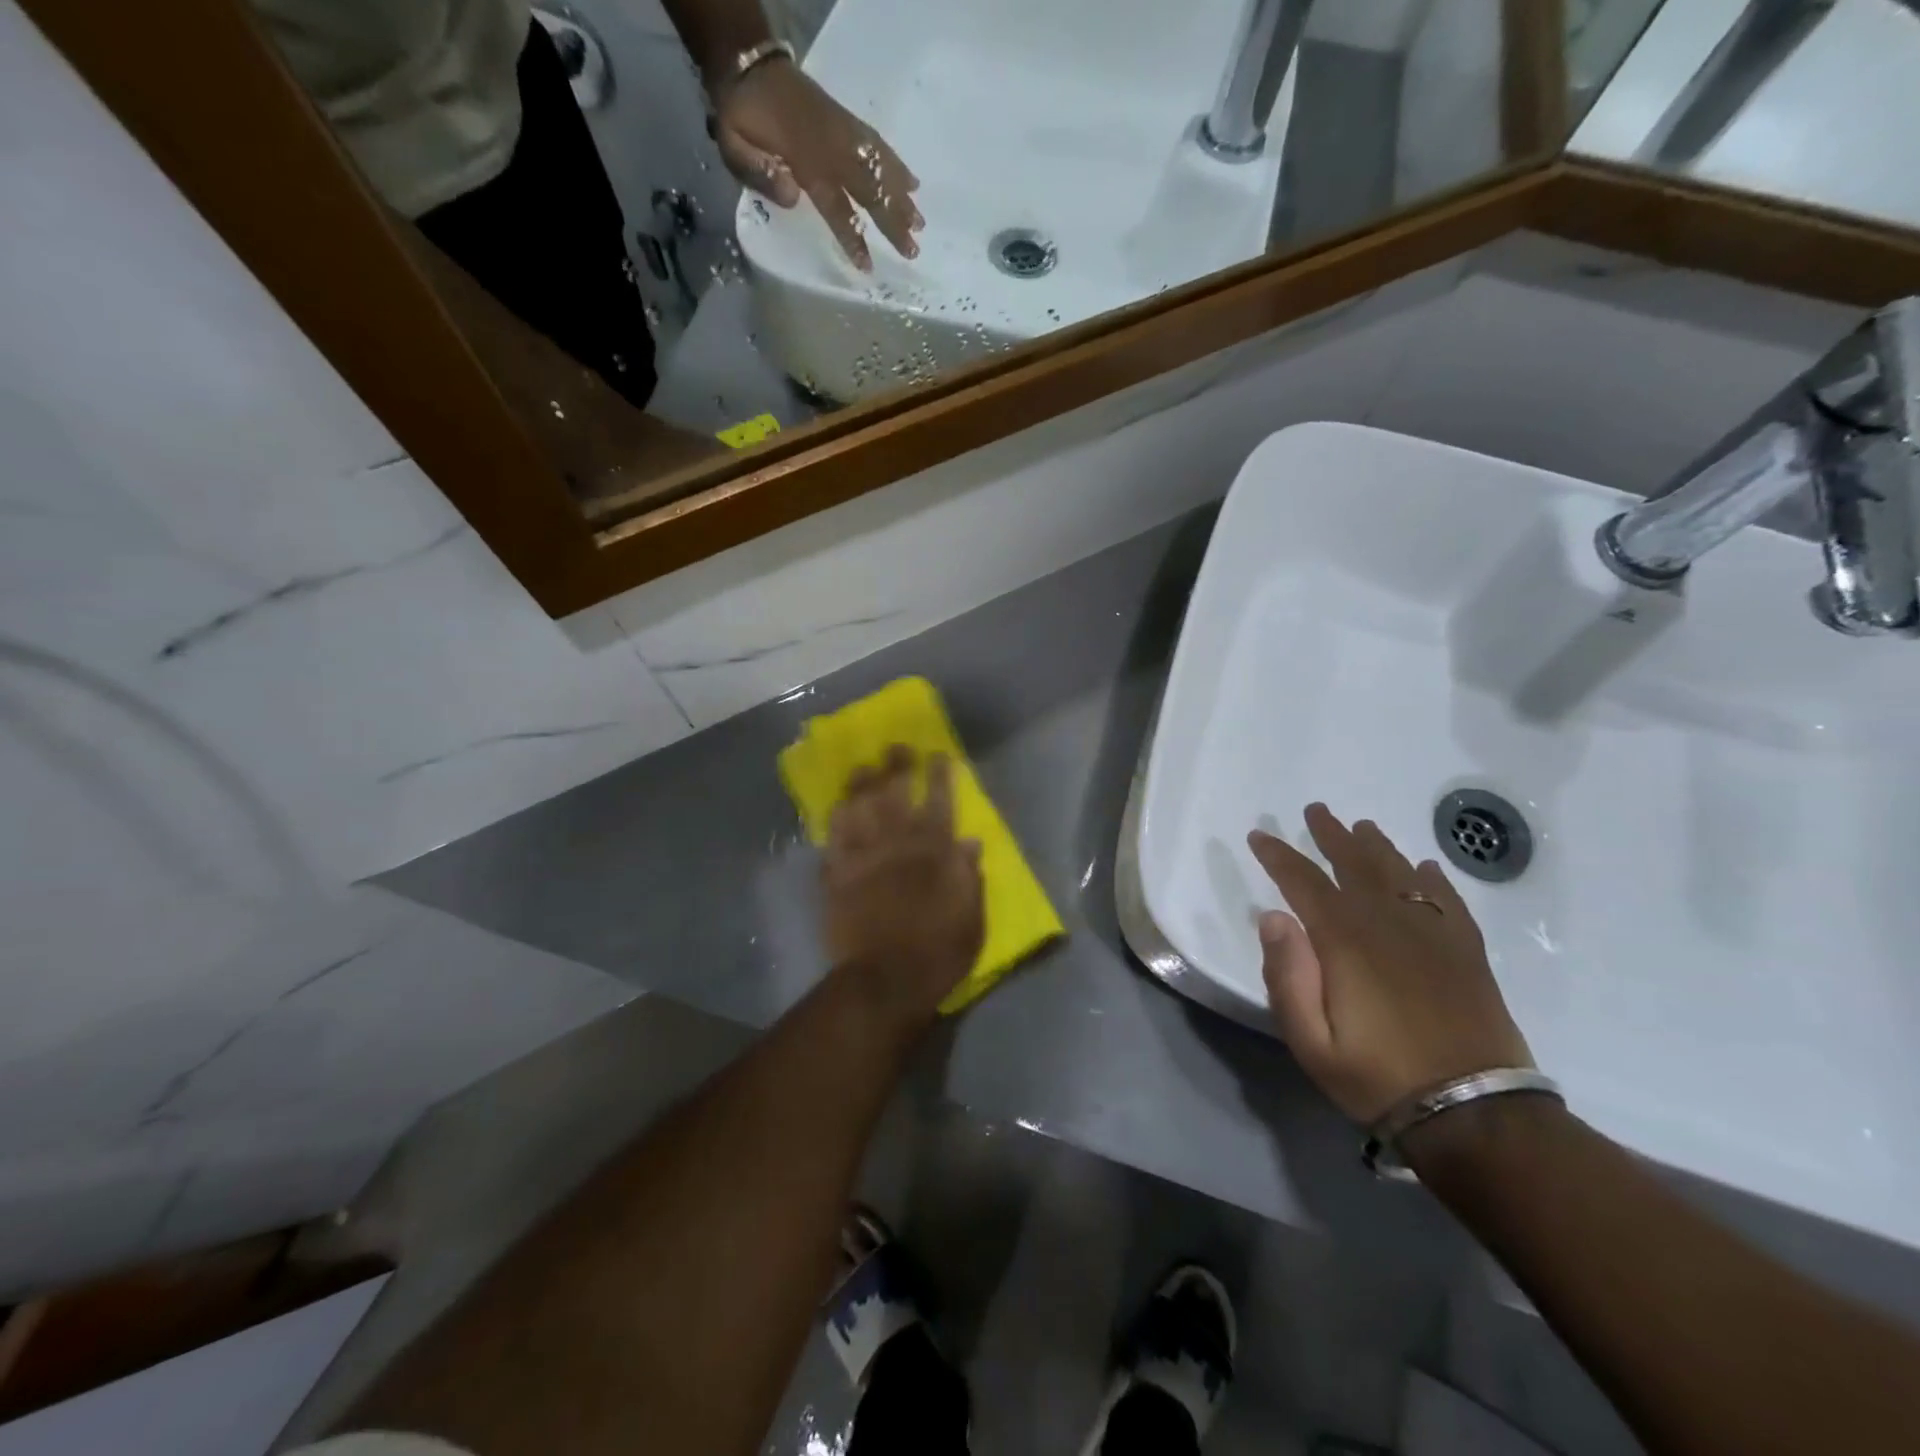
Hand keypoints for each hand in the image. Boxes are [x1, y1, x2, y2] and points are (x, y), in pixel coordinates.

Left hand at [714, 59, 921, 269]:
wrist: (747, 64)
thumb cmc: (740, 115)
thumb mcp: (733, 145)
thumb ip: (759, 173)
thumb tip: (793, 197)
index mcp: (805, 160)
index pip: (836, 206)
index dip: (852, 236)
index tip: (868, 265)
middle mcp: (831, 147)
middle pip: (869, 189)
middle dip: (893, 220)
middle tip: (913, 250)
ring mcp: (842, 131)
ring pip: (879, 167)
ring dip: (901, 196)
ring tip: (921, 222)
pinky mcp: (846, 121)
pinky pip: (877, 144)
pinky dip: (897, 164)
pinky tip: (913, 182)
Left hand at [823, 746, 982, 1026]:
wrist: (886, 980)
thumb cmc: (938, 951)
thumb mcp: (971, 917)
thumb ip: (969, 876)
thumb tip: (970, 841)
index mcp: (934, 852)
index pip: (939, 802)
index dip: (939, 775)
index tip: (938, 754)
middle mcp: (897, 844)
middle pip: (896, 794)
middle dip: (897, 766)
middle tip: (896, 746)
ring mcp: (863, 856)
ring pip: (860, 807)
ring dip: (862, 784)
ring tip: (862, 767)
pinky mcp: (837, 874)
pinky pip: (834, 837)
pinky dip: (836, 819)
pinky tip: (837, 806)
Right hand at [1247, 804, 1533, 1125]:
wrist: (1476, 1114)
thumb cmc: (1378, 1076)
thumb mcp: (1311, 1041)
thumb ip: (1287, 976)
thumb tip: (1273, 917)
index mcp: (1346, 941)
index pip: (1304, 882)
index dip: (1278, 856)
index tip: (1259, 836)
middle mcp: (1389, 923)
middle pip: (1355, 865)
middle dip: (1331, 835)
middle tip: (1316, 810)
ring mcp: (1433, 935)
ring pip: (1400, 874)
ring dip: (1377, 847)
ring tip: (1362, 827)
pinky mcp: (1466, 954)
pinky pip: (1447, 901)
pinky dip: (1432, 879)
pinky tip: (1424, 868)